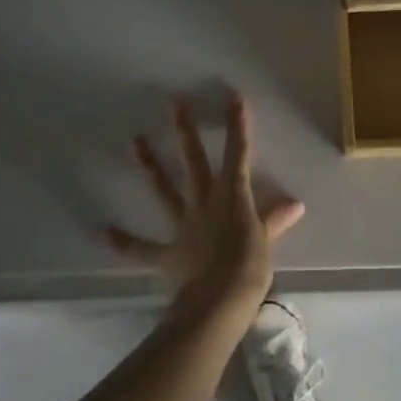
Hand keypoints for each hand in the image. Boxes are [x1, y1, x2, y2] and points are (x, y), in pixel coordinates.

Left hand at [106, 95, 303, 321]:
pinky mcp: (167, 253)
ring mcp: (183, 225)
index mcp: (233, 197)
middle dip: (186, 131)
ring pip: (164, 190)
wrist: (218, 302)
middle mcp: (205, 203)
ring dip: (150, 166)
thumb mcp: (265, 242)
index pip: (238, 154)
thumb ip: (274, 220)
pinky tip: (105, 232)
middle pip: (194, 161)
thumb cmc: (248, 268)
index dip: (237, 126)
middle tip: (175, 103)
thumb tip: (295, 205)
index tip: (233, 98)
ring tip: (134, 141)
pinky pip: (142, 248)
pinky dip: (125, 242)